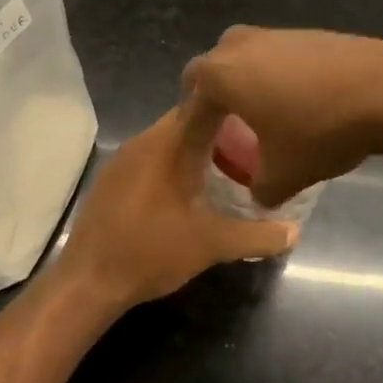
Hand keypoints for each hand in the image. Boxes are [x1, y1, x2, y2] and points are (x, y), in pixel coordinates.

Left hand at [54, 103, 297, 309]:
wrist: (88, 280)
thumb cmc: (153, 251)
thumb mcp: (212, 244)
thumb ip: (257, 235)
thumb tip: (295, 231)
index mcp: (170, 143)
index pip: (204, 102)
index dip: (233, 102)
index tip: (259, 110)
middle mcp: (144, 140)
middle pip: (187, 118)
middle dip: (218, 128)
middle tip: (250, 145)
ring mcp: (123, 158)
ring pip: (167, 138)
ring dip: (194, 146)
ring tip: (225, 166)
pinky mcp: (111, 177)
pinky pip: (149, 155)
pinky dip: (171, 162)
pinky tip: (185, 188)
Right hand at [181, 27, 382, 207]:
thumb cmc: (320, 130)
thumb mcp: (283, 176)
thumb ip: (259, 190)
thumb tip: (259, 195)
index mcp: (221, 74)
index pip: (191, 100)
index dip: (193, 128)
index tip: (200, 150)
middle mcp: (241, 45)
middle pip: (213, 68)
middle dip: (212, 95)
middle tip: (222, 125)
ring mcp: (276, 33)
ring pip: (245, 56)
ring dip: (245, 81)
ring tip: (260, 112)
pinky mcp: (308, 32)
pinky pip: (276, 54)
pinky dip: (276, 74)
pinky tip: (298, 99)